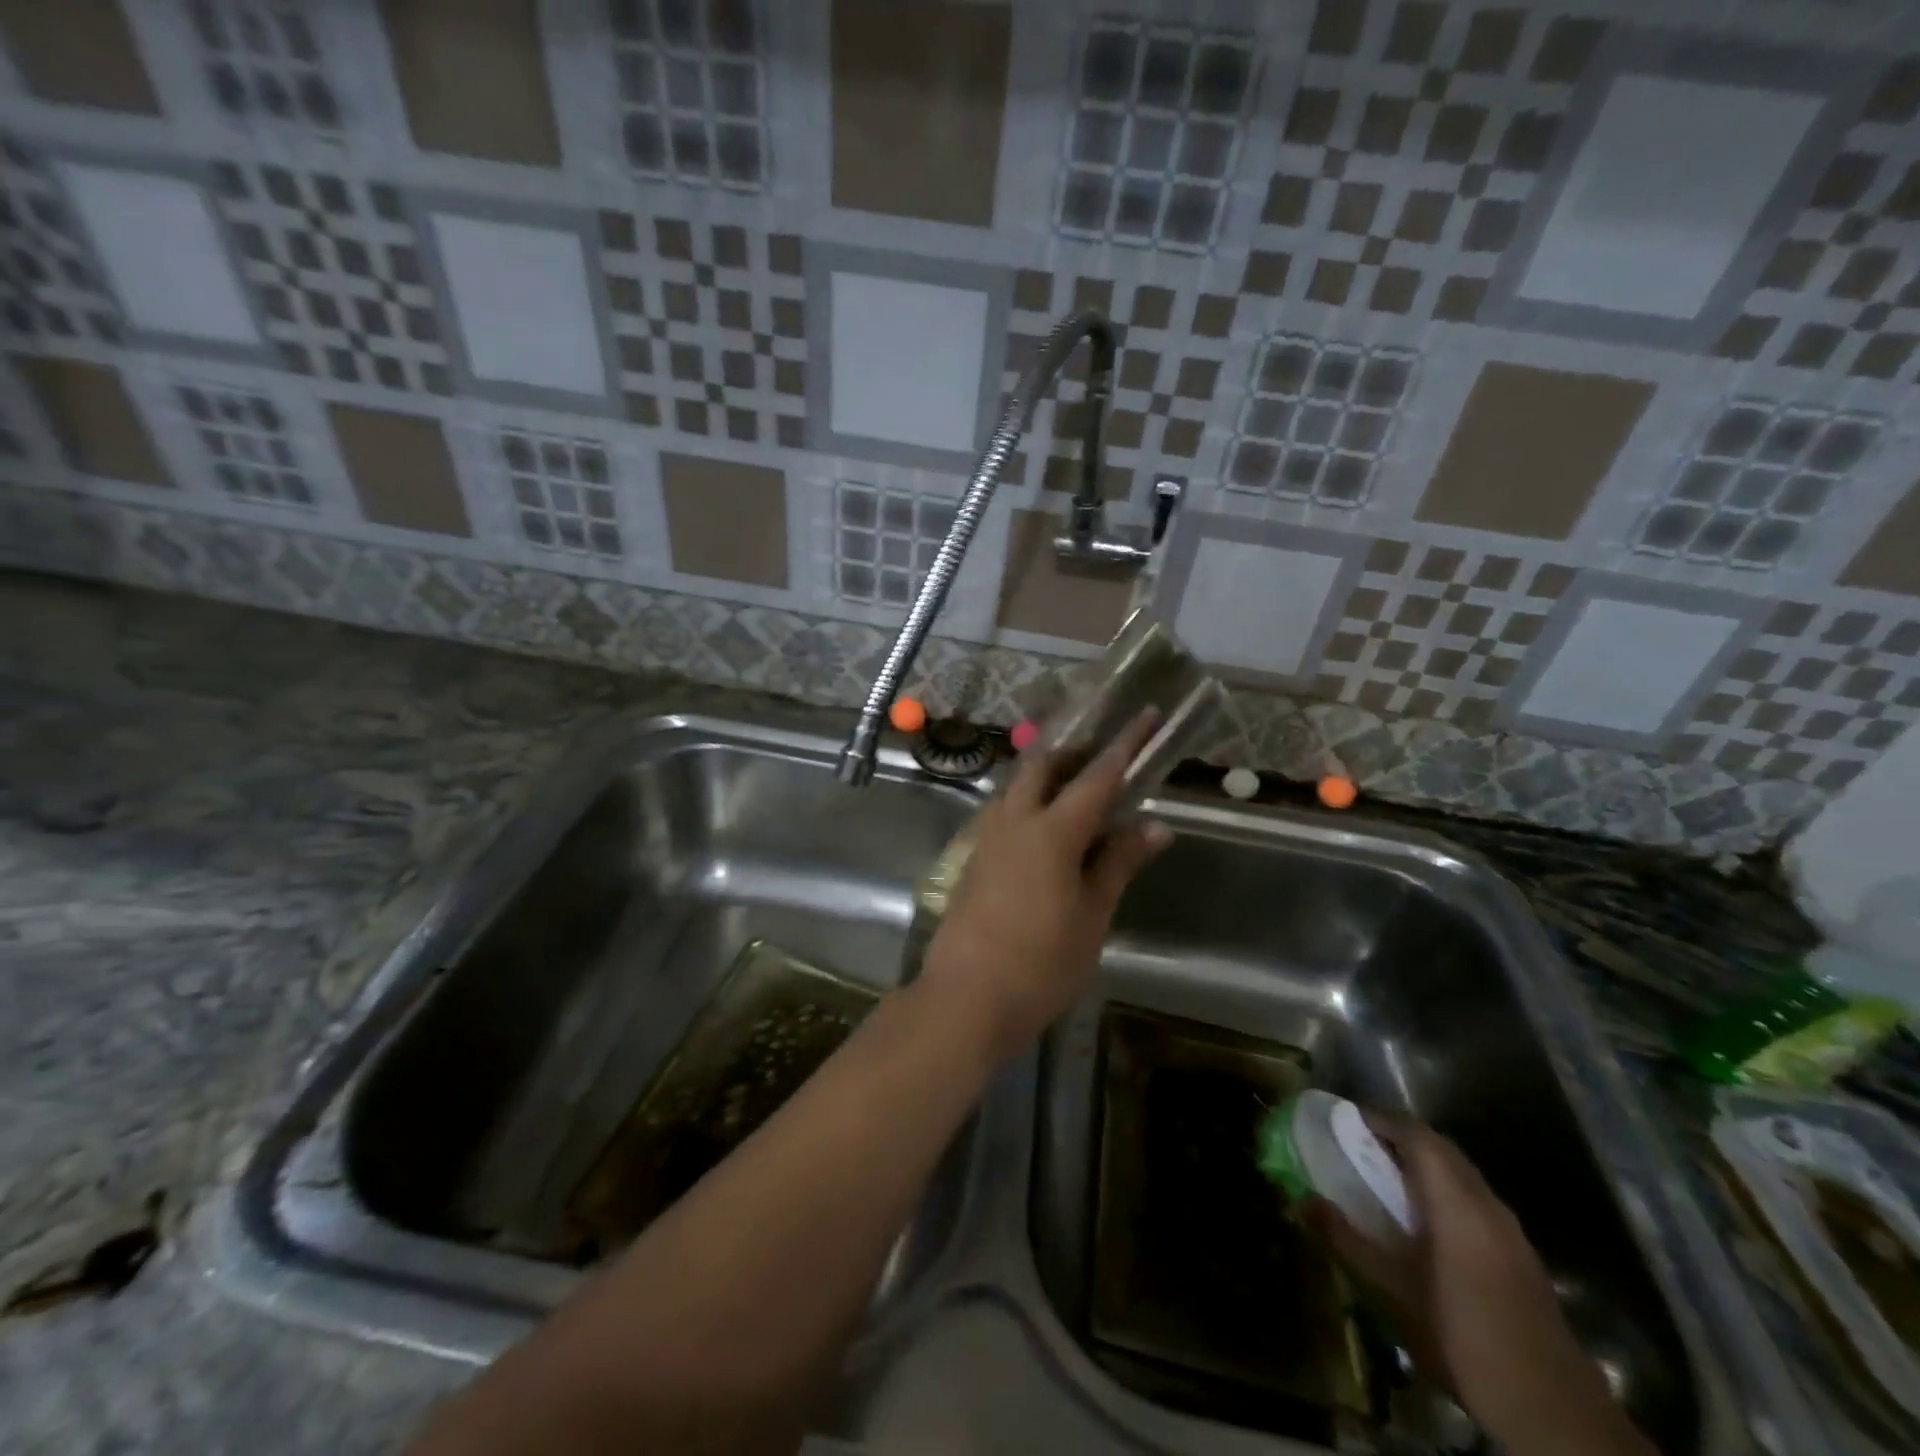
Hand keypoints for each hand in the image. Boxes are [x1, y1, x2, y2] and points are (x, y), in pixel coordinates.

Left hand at [918, 710, 1171, 1065]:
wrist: (965, 998)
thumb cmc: (1041, 962)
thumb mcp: (1092, 915)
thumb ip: (1118, 863)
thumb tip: (1155, 826)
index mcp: (1051, 831)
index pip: (1097, 776)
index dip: (1124, 745)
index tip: (1144, 715)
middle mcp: (1014, 821)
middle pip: (1043, 766)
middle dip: (1075, 752)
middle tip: (1106, 758)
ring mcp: (986, 838)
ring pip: (1017, 787)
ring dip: (1048, 777)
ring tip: (1079, 793)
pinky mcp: (972, 858)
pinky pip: (1003, 812)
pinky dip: (1029, 804)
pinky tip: (1045, 831)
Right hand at [1310, 1118, 1652, 1455]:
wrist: (1552, 1411)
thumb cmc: (1462, 1335)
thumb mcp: (1391, 1290)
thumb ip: (1346, 1240)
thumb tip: (1302, 1201)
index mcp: (1456, 1201)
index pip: (1416, 1135)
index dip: (1379, 1120)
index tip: (1344, 1119)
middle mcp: (1486, 1203)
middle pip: (1441, 1148)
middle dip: (1399, 1137)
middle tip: (1358, 1144)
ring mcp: (1510, 1230)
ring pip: (1461, 1174)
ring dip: (1423, 1164)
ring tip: (1384, 1177)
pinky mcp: (1520, 1257)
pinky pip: (1474, 1200)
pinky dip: (1443, 1191)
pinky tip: (1424, 1223)